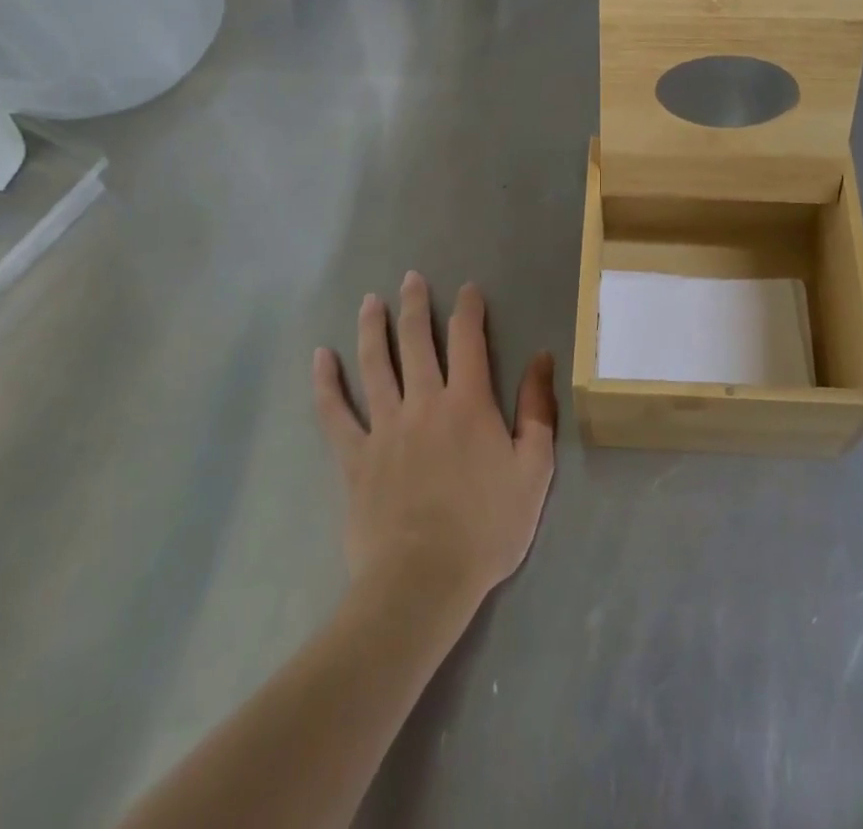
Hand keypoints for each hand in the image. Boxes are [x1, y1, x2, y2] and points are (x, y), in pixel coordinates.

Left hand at [312, 273, 555, 614]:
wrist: (423, 582)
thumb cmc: (487, 527)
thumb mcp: (534, 469)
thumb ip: (537, 410)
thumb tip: (542, 358)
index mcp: (468, 403)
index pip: (468, 340)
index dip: (468, 309)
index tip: (467, 289)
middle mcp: (424, 402)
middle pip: (416, 342)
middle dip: (415, 306)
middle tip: (410, 279)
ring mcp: (384, 428)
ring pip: (375, 365)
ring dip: (372, 329)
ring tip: (370, 301)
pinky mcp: (355, 458)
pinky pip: (335, 414)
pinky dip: (326, 383)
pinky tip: (320, 357)